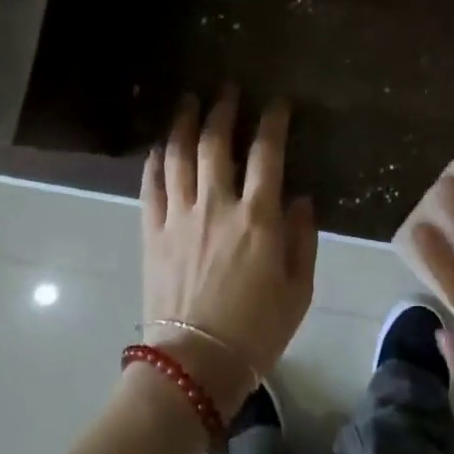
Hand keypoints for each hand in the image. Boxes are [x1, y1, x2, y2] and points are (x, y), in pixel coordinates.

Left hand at [139, 89, 316, 417]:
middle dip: (223, 110)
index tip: (278, 103)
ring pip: (179, 156)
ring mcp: (180, 216)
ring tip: (189, 102)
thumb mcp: (299, 288)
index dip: (273, 121)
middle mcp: (217, 205)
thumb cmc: (257, 329)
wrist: (196, 364)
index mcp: (258, 217)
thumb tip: (300, 198)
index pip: (268, 153)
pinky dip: (155, 162)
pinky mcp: (153, 232)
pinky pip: (151, 187)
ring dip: (185, 124)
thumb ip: (302, 237)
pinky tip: (159, 147)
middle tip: (227, 89)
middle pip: (217, 143)